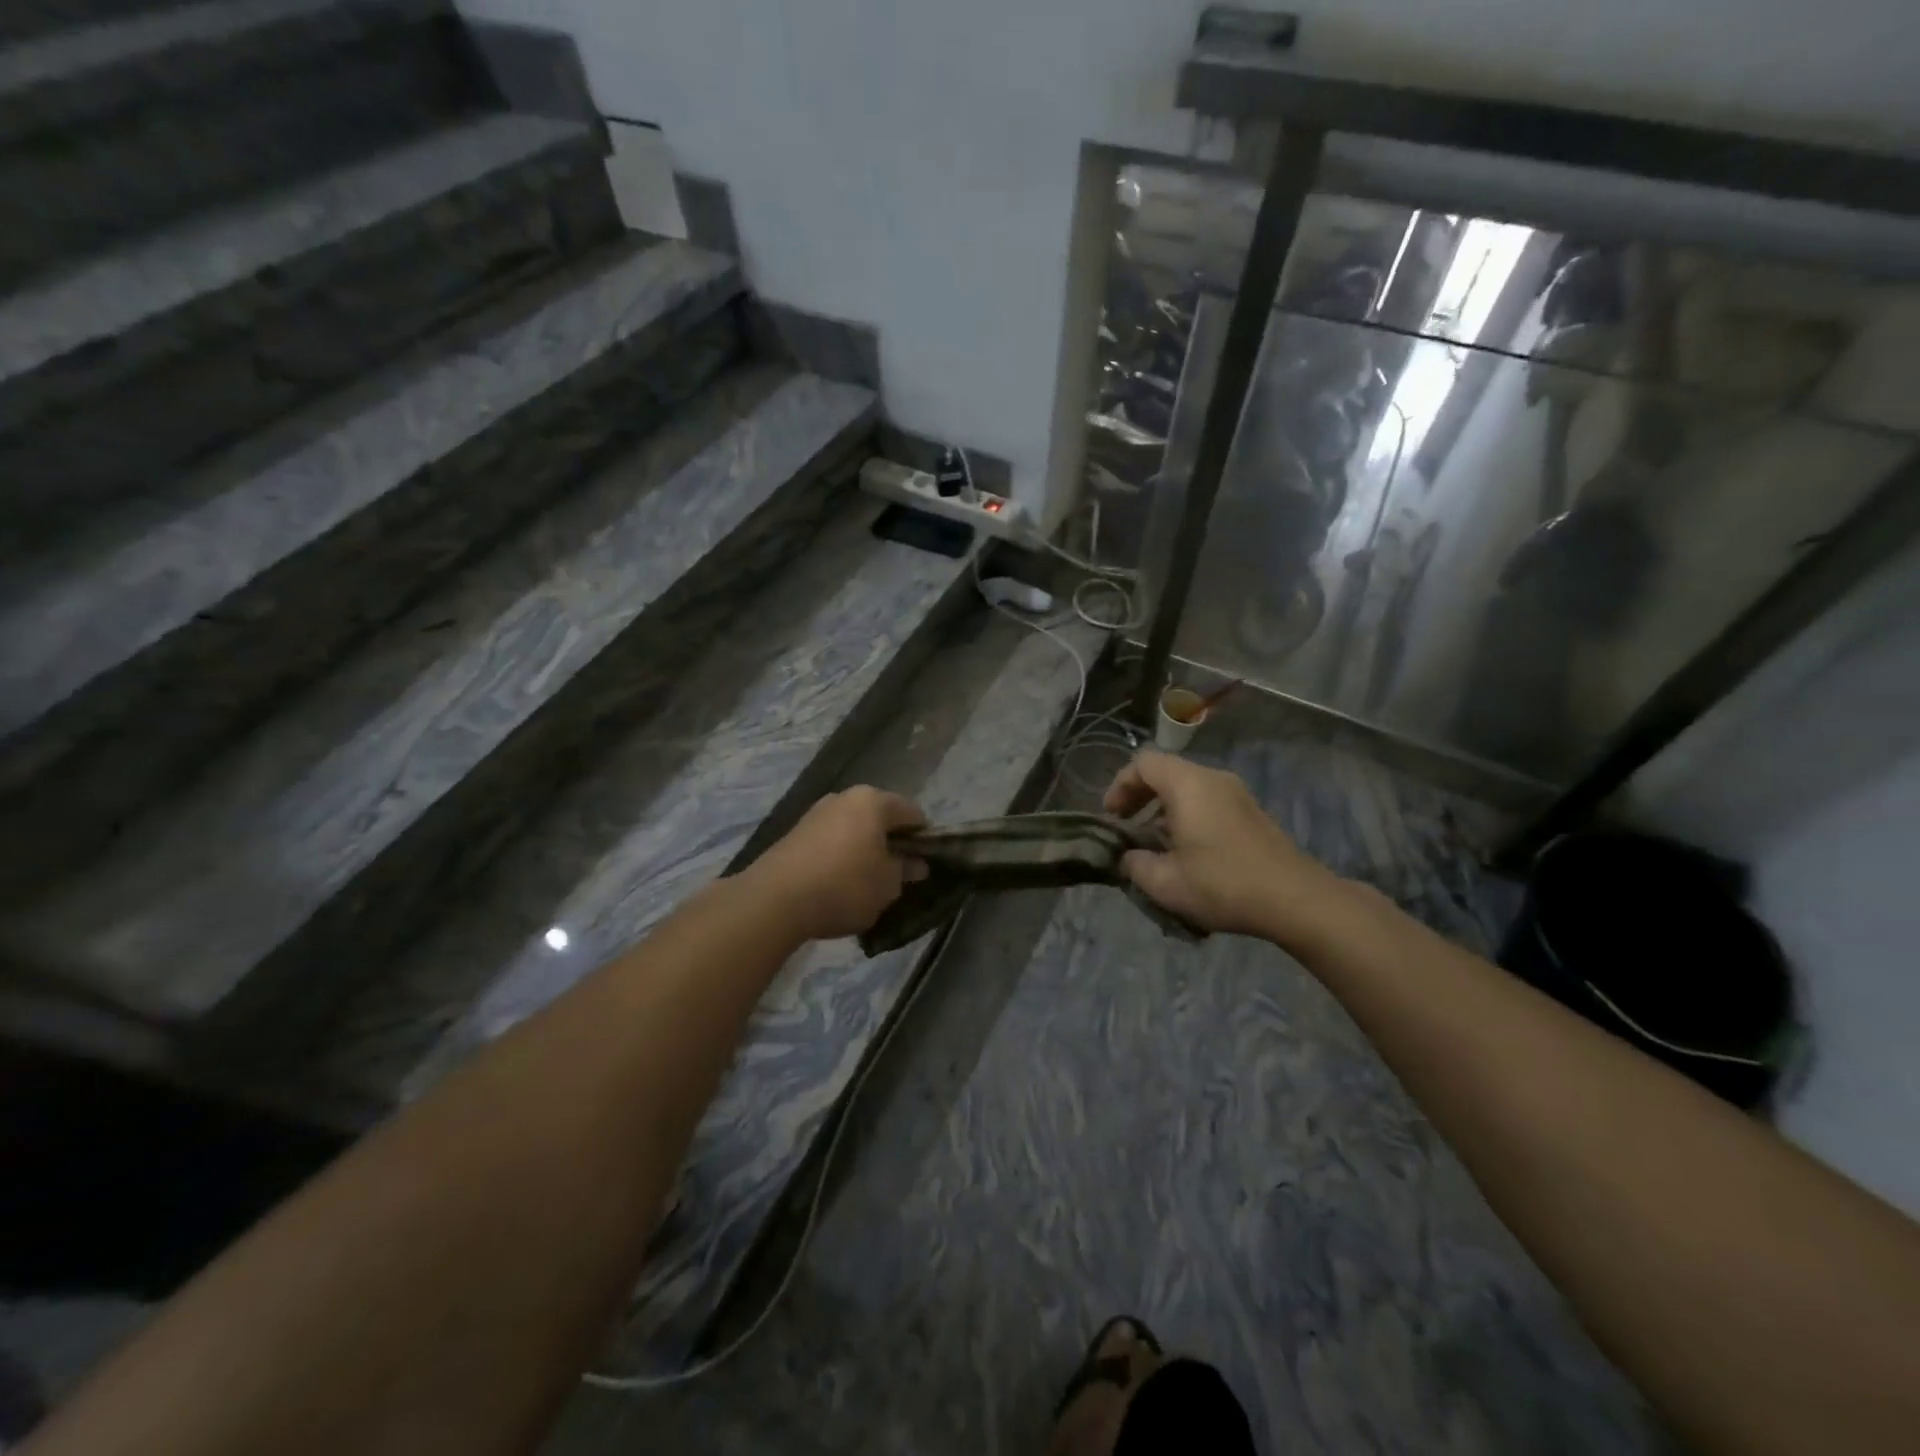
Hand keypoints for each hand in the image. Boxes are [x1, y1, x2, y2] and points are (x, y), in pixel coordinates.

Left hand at [743, 786, 927, 940]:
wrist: (775, 899)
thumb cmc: (845, 886)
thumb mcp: (888, 885)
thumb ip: (905, 870)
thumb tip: (916, 863)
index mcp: (873, 801)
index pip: (913, 813)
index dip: (924, 837)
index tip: (926, 864)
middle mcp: (845, 797)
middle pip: (880, 817)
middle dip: (892, 842)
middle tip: (898, 874)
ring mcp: (816, 813)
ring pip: (854, 828)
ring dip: (865, 849)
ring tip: (868, 882)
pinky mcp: (795, 833)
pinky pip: (831, 840)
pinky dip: (841, 856)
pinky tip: (839, 883)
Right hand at [1104, 750, 1345, 942]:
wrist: (1296, 899)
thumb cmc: (1223, 884)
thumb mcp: (1165, 882)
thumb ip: (1135, 864)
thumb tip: (1127, 857)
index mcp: (1188, 784)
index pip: (1143, 763)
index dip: (1120, 786)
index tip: (1111, 817)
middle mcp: (1213, 778)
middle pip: (1166, 772)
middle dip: (1140, 798)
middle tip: (1127, 828)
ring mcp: (1237, 794)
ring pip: (1188, 788)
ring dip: (1164, 810)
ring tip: (1154, 845)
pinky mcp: (1252, 813)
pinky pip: (1208, 801)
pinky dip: (1188, 816)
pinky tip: (1187, 853)